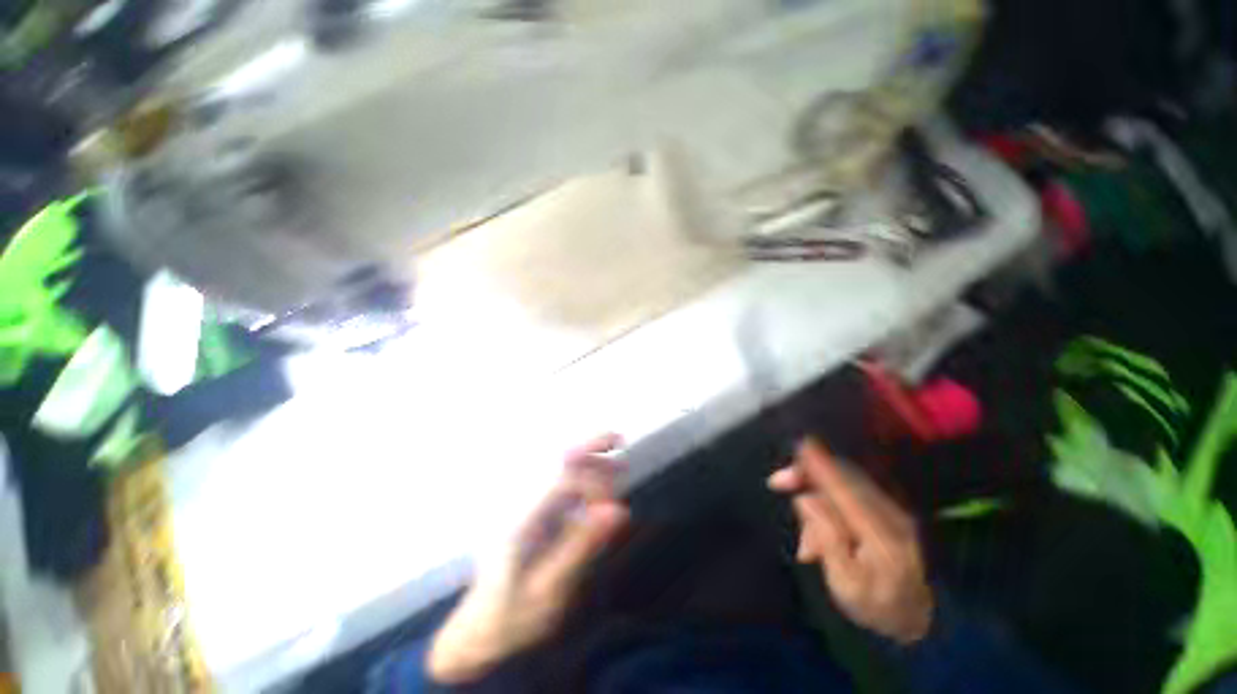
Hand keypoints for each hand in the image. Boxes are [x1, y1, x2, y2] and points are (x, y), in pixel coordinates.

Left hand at [427, 434, 628, 683]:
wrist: (478, 629)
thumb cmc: (512, 616)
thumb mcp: (550, 591)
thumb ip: (582, 546)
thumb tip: (618, 510)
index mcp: (522, 521)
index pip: (561, 479)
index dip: (593, 482)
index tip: (613, 507)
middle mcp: (521, 504)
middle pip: (557, 460)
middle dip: (590, 445)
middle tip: (620, 439)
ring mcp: (524, 506)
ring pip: (558, 467)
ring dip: (589, 458)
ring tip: (617, 460)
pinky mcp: (530, 512)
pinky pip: (558, 482)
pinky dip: (581, 474)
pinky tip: (597, 482)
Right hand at [768, 438, 934, 644]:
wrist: (914, 617)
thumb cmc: (872, 604)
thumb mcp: (845, 583)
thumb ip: (827, 539)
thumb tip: (805, 499)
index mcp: (882, 537)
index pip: (846, 492)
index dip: (822, 468)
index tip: (800, 448)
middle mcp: (893, 516)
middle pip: (847, 480)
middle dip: (811, 472)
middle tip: (778, 481)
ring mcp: (896, 511)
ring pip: (850, 481)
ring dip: (818, 481)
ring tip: (796, 504)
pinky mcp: (892, 510)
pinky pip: (855, 487)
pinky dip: (830, 486)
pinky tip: (815, 500)